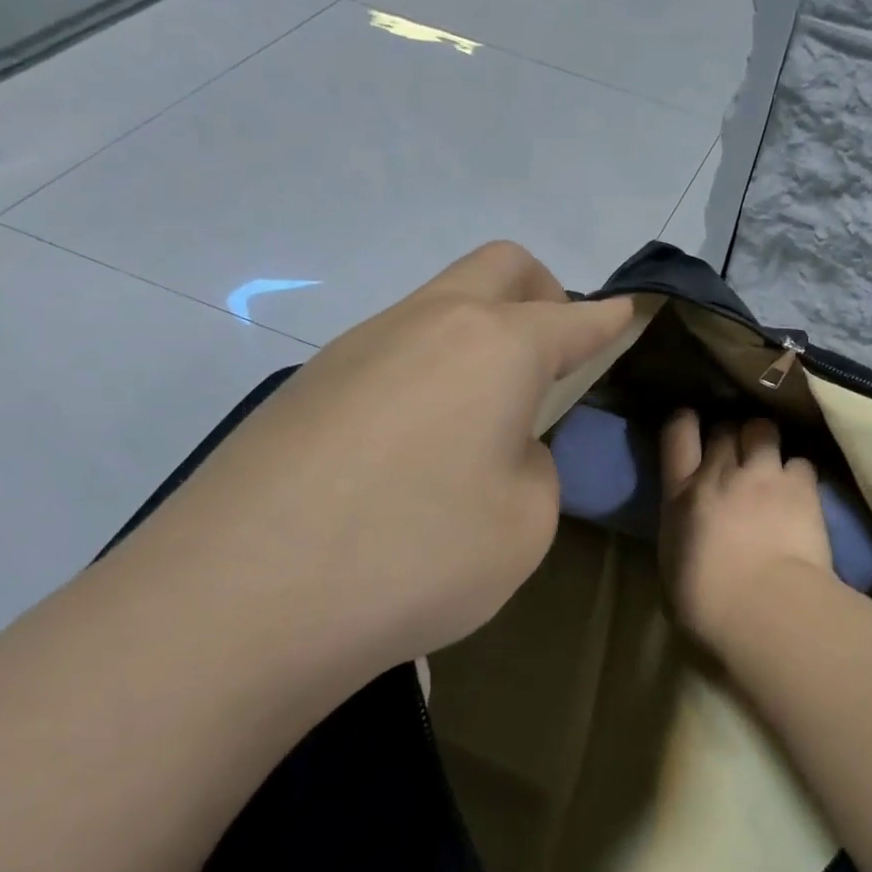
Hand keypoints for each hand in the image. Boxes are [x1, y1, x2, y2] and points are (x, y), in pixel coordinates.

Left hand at [104, 242, 634, 688]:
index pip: (573, 318)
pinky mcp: (307, 386)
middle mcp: (425, 323)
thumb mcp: (525, 521)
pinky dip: (428, 374)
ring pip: (439, 307)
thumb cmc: (417, 555)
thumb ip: (530, 464)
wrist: (239, 602)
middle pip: (501, 268)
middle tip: (557, 358)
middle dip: (545, 295)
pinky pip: (392, 353)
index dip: (611, 318)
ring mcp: (357, 347)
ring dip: (479, 338)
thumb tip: (495, 444)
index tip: (632, 314)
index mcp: (494, 346)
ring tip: (481, 421)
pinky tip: (413, 451)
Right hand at [658, 410, 835, 649]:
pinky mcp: (801, 487)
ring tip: (770, 459)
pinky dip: (798, 471)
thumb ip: (681, 532)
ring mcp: (763, 475)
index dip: (685, 421)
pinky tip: (800, 488)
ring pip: (763, 429)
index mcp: (682, 493)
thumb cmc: (706, 603)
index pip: (677, 432)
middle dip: (730, 434)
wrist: (764, 608)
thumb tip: (689, 530)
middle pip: (725, 427)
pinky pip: (800, 461)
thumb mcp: (673, 564)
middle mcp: (721, 472)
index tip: (690, 423)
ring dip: (764, 440)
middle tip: (736, 453)